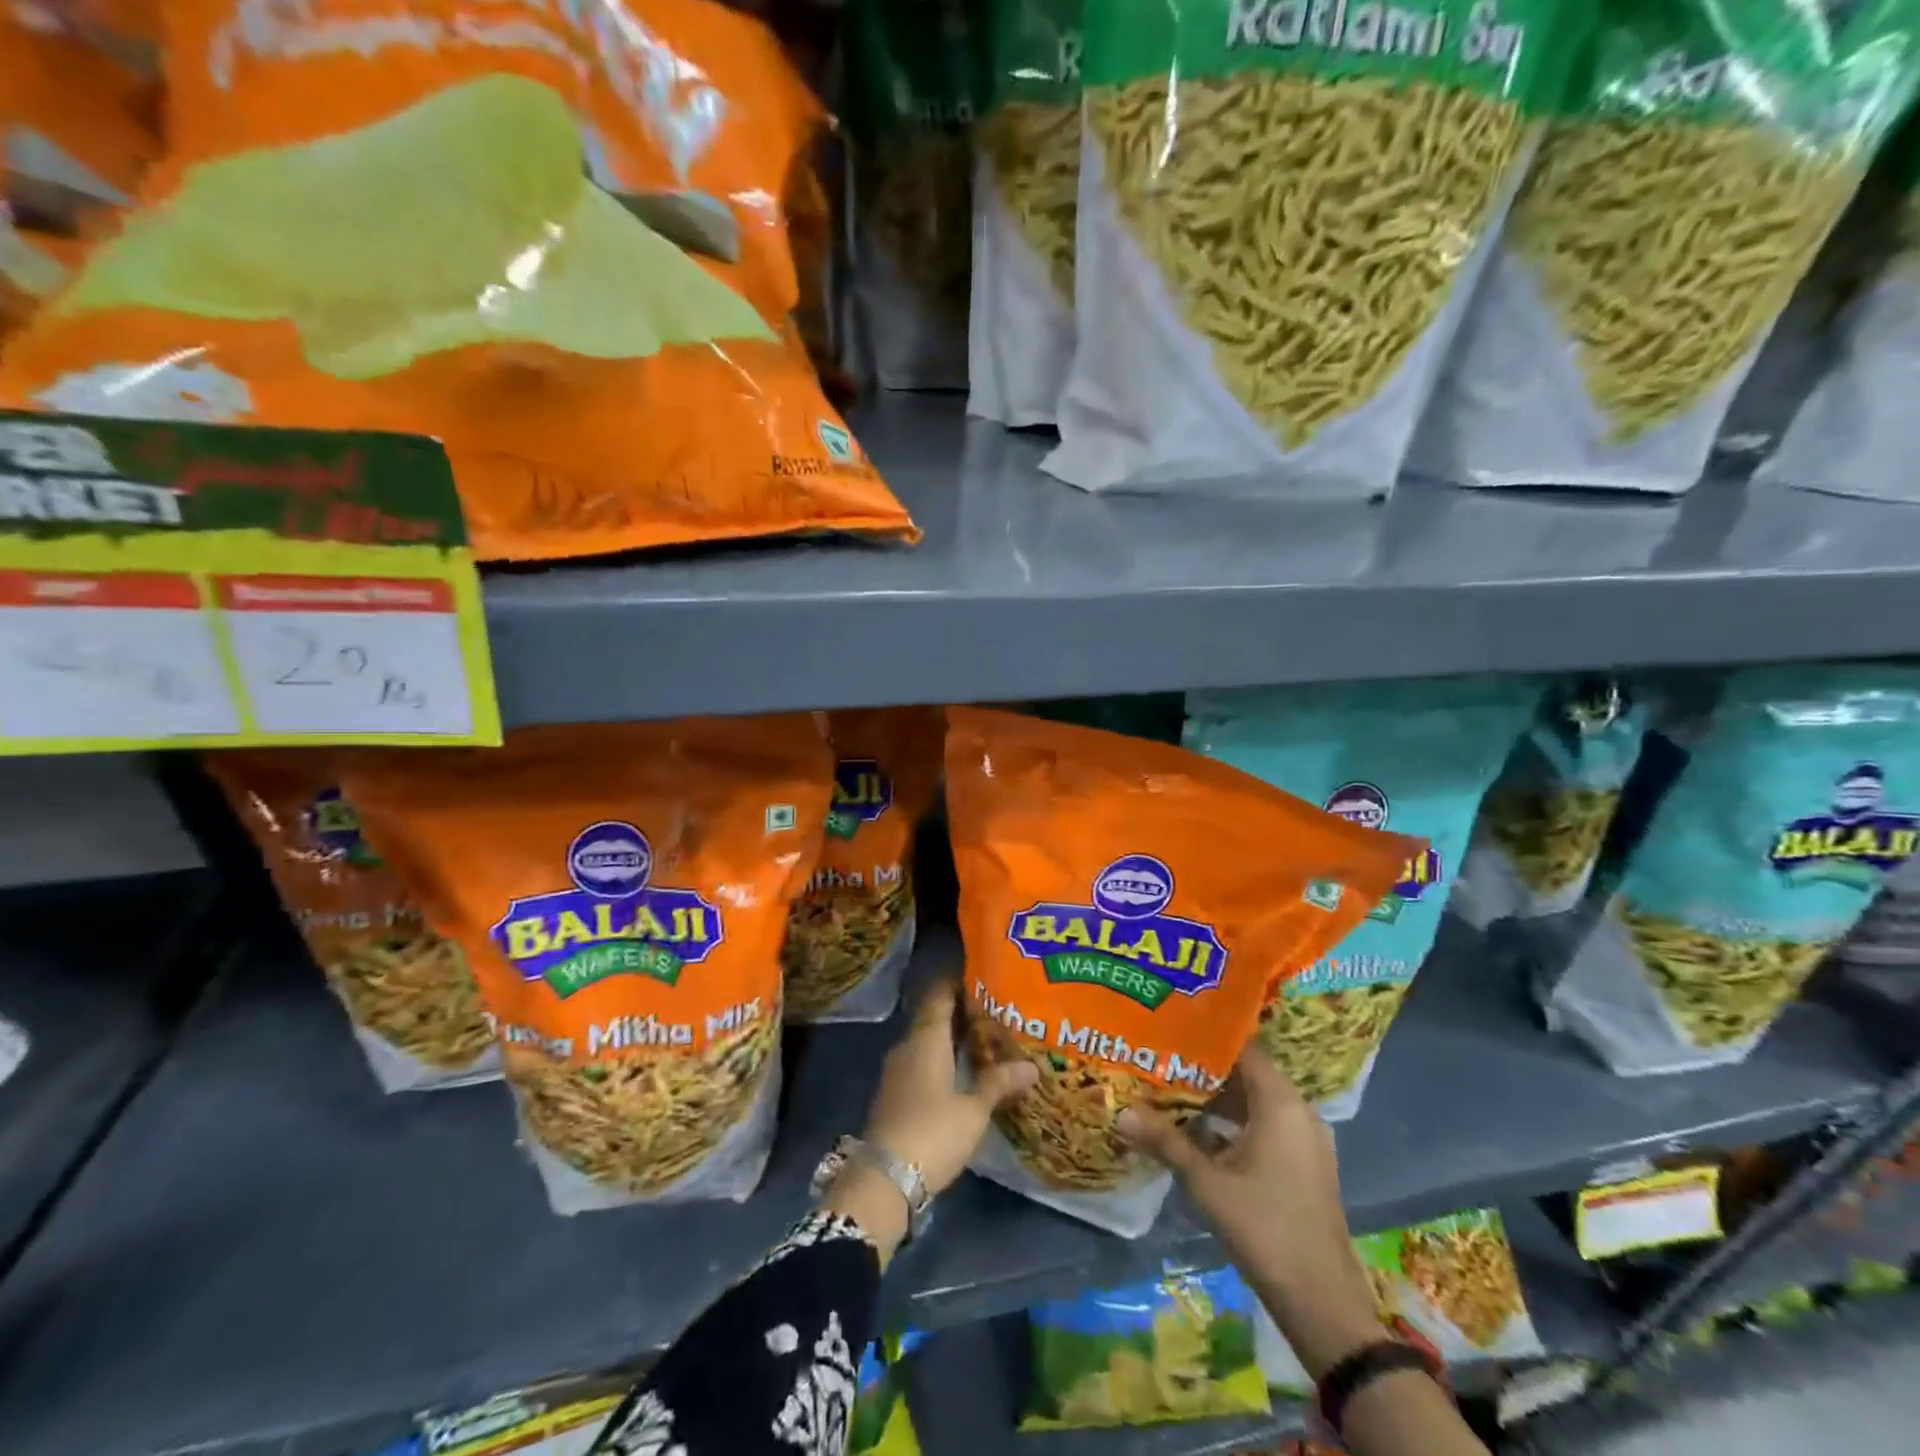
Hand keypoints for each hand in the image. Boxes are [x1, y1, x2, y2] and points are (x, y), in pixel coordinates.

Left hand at [864, 976, 1036, 1194]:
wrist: (884, 1180)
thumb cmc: (932, 1133)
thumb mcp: (973, 1110)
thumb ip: (999, 1083)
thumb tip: (1032, 1066)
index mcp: (926, 1038)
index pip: (940, 995)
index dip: (959, 982)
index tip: (984, 977)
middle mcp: (908, 1046)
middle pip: (935, 1017)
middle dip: (963, 1012)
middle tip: (998, 1011)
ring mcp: (898, 1071)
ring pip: (928, 1042)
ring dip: (953, 1038)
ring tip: (988, 1040)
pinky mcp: (896, 1094)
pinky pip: (922, 1063)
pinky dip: (943, 1060)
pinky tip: (964, 1072)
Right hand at [1119, 1049, 1382, 1377]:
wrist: (1322, 1303)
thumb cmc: (1264, 1228)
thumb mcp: (1206, 1182)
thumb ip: (1166, 1142)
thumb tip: (1122, 1112)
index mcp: (1281, 1103)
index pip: (1242, 1049)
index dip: (1206, 1038)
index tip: (1170, 1031)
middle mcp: (1299, 1112)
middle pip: (1248, 1074)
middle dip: (1204, 1070)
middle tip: (1162, 1061)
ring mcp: (1305, 1140)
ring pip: (1256, 1103)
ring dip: (1218, 1100)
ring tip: (1172, 1093)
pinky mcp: (1304, 1166)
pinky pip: (1266, 1127)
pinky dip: (1235, 1124)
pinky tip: (1199, 1134)